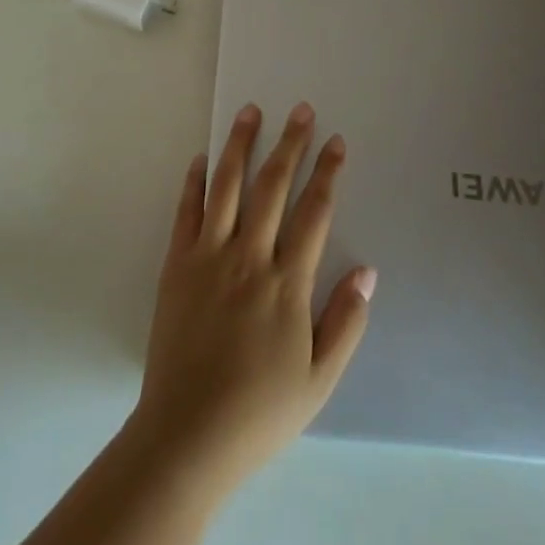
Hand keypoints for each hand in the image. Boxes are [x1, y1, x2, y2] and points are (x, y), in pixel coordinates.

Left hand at [127, 102, 375, 498]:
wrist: (187, 434)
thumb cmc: (259, 411)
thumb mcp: (319, 380)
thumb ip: (345, 322)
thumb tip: (367, 271)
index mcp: (286, 283)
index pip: (313, 213)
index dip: (326, 174)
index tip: (335, 142)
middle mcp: (248, 257)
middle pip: (272, 187)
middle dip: (290, 144)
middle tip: (301, 109)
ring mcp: (208, 256)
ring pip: (226, 186)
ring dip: (240, 145)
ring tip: (249, 111)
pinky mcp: (176, 264)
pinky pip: (187, 211)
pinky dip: (195, 181)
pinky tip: (202, 158)